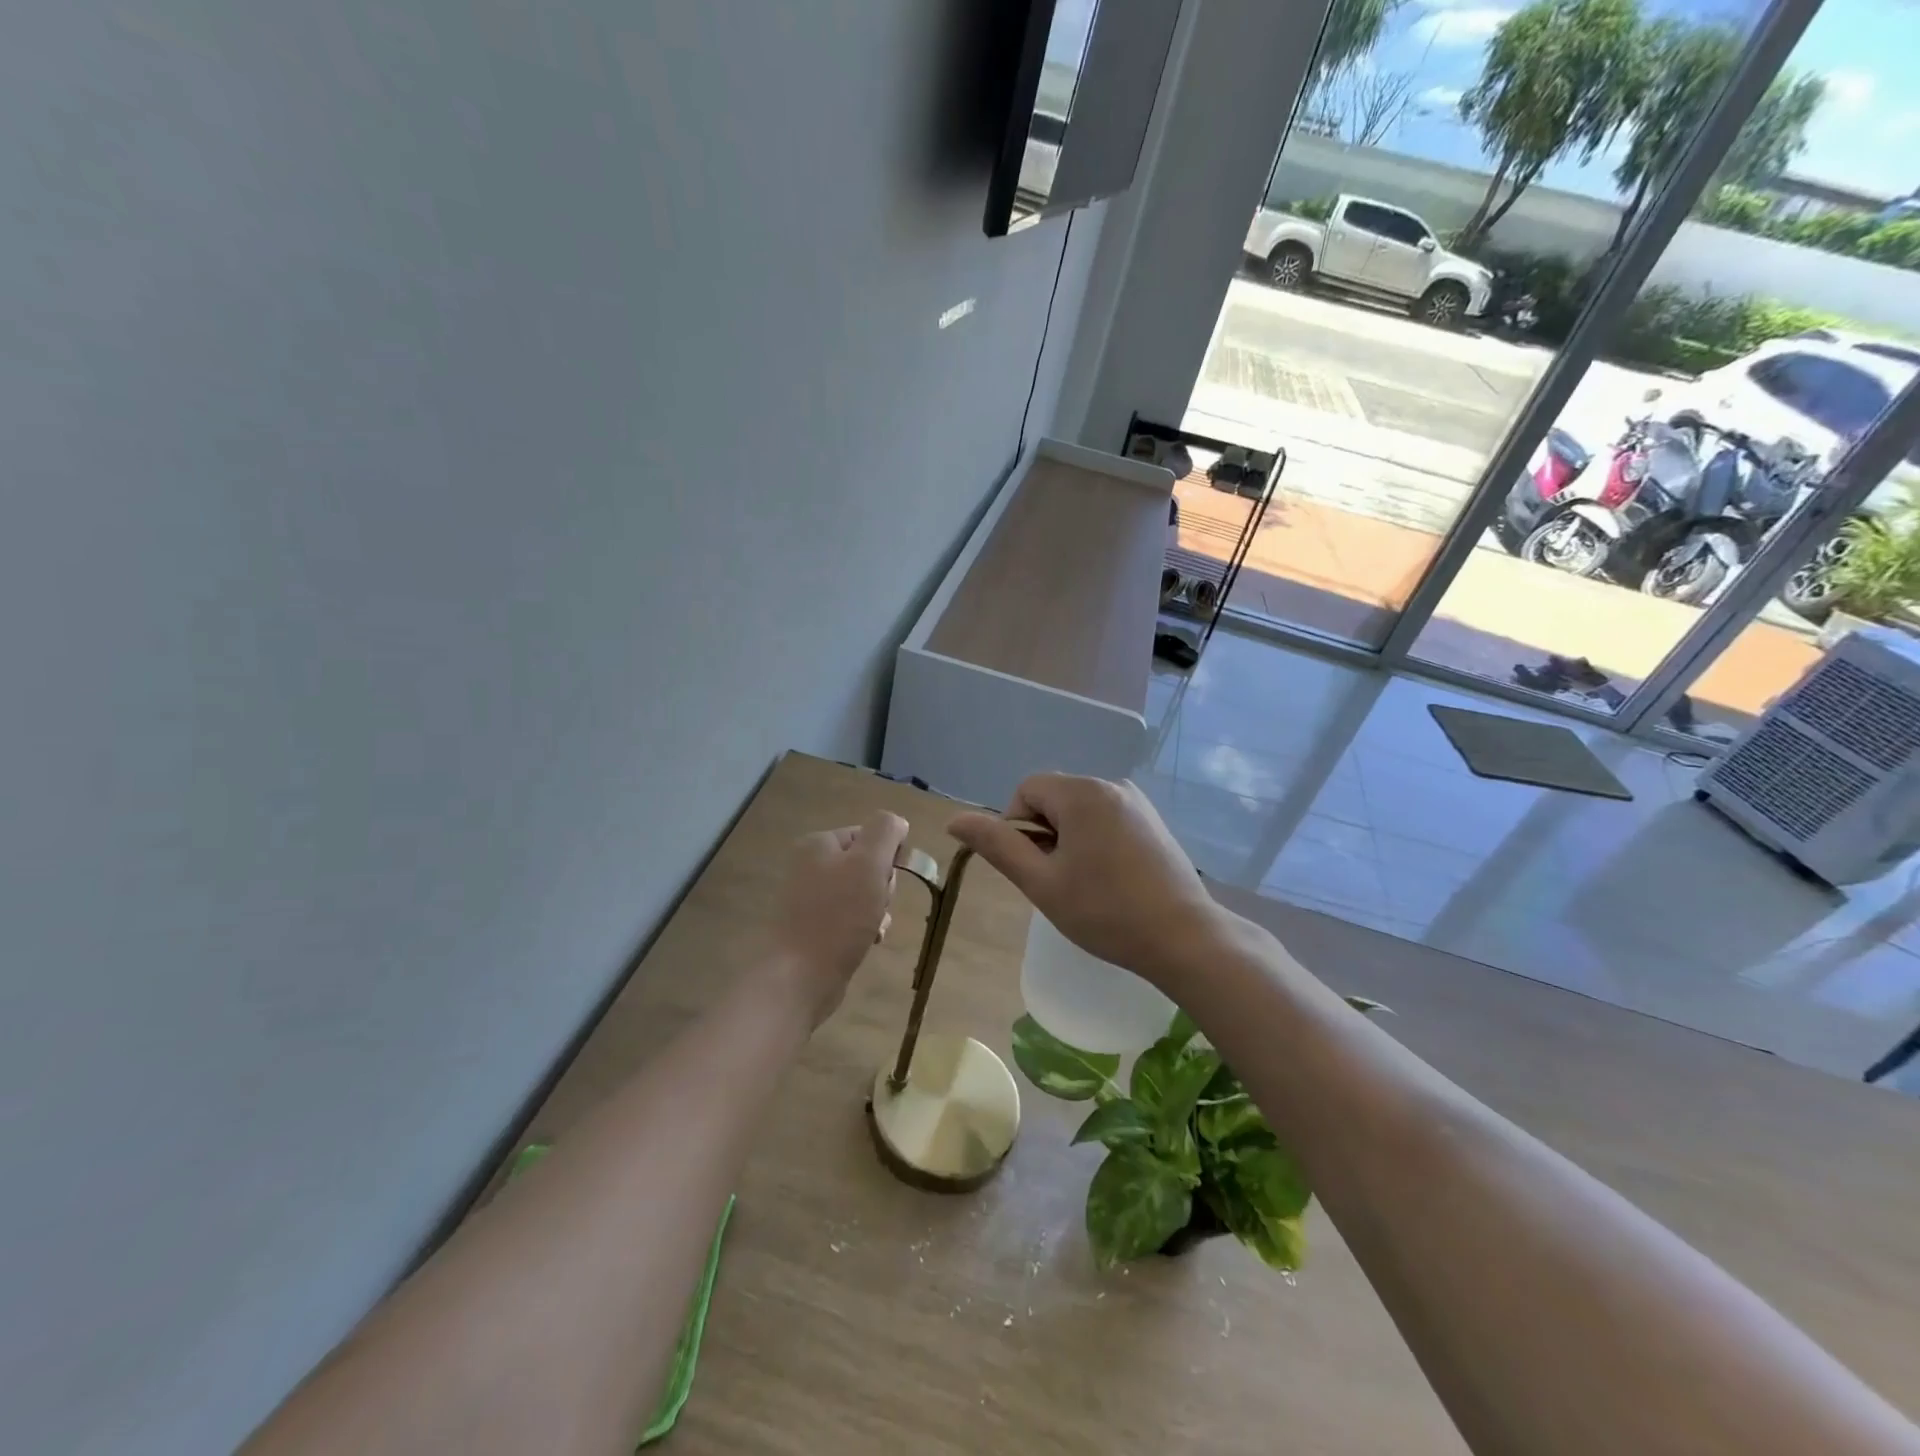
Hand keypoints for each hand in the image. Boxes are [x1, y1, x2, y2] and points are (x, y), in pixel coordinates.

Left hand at [767, 811, 909, 1025]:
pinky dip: (864, 927)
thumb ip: (885, 832)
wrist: (800, 976)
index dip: (888, 856)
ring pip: (862, 893)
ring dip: (877, 909)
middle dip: (882, 886)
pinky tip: (868, 941)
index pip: (870, 835)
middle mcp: (809, 865)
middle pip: (866, 864)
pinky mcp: (812, 926)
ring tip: (873, 929)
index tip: (887, 881)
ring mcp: (809, 898)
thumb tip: (897, 822)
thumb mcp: (869, 863)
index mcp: (818, 844)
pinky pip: (850, 917)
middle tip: (878, 906)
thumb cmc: (838, 916)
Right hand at [948, 775, 1229, 988]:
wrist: (1184, 938)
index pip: (1027, 791)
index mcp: (1082, 793)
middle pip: (1054, 798)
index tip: (1034, 868)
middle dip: (1045, 835)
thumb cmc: (1106, 912)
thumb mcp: (1041, 882)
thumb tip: (955, 819)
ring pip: (1080, 811)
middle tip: (1059, 881)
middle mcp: (1111, 785)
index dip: (1017, 828)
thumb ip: (997, 845)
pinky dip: (1095, 842)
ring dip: (1069, 840)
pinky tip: (1110, 880)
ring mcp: (1137, 802)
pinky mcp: (1152, 821)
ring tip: (1086, 885)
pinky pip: (1106, 819)